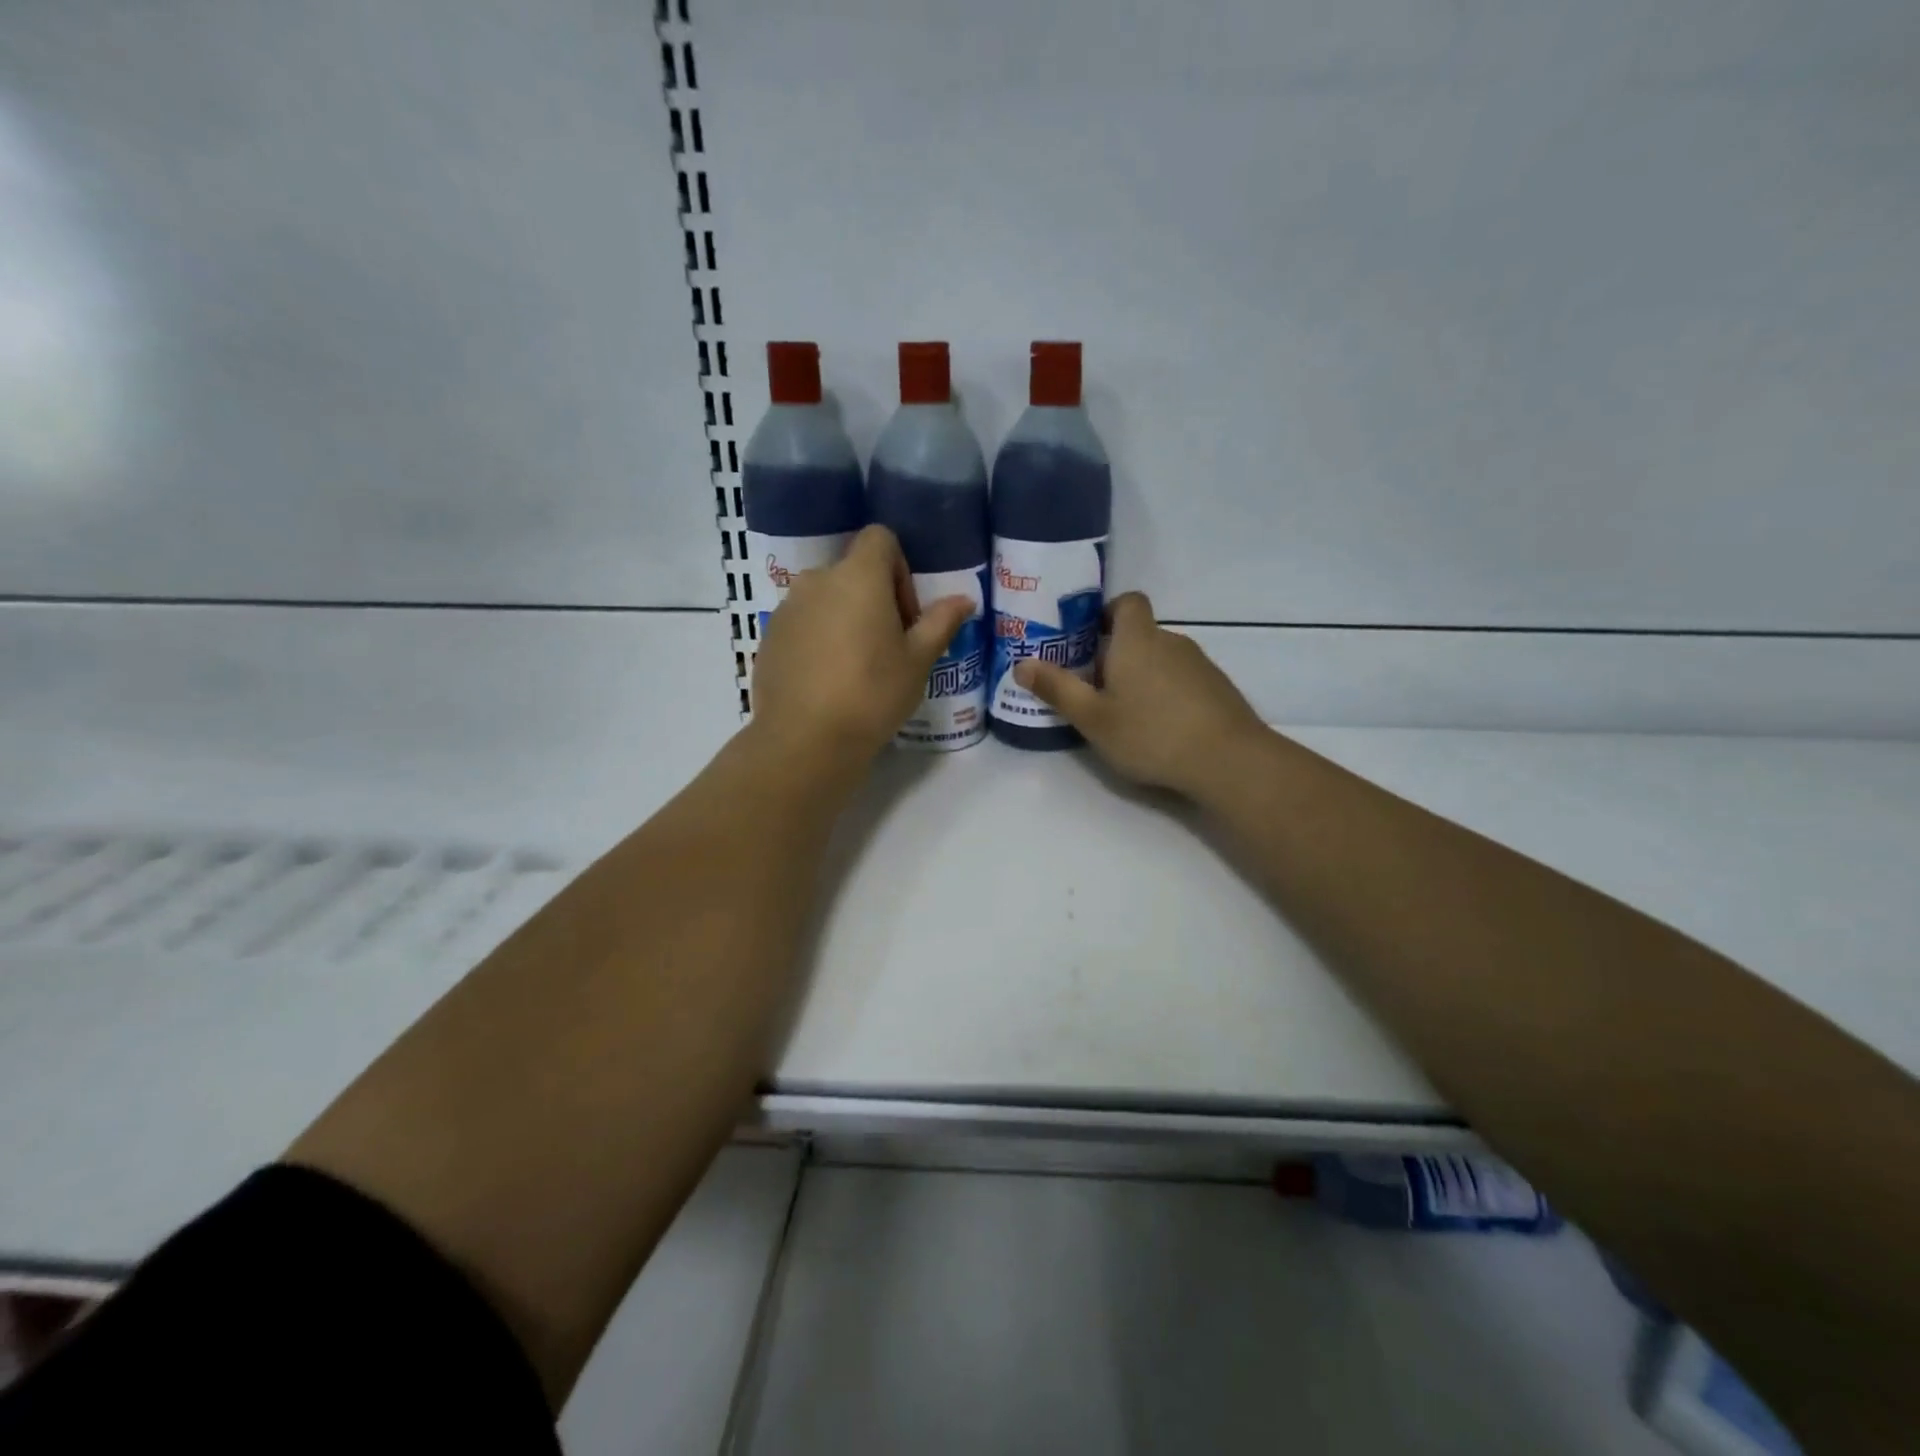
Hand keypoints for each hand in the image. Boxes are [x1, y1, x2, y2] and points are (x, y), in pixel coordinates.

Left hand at [751, 525, 973, 771]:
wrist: (805, 740)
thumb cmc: (872, 694)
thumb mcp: (918, 661)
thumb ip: (941, 622)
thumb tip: (965, 599)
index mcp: (857, 576)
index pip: (879, 538)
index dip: (899, 568)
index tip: (906, 614)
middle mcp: (817, 580)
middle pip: (852, 572)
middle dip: (874, 599)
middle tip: (888, 647)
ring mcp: (787, 608)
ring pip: (825, 599)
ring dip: (845, 619)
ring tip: (856, 668)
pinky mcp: (768, 637)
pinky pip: (802, 624)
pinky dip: (818, 639)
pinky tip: (828, 681)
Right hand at [1013, 592, 1265, 798]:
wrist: (1228, 760)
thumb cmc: (1150, 733)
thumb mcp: (1093, 717)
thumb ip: (1056, 689)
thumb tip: (1021, 664)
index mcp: (1137, 640)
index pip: (1127, 602)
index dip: (1107, 613)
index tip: (1087, 638)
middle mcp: (1170, 642)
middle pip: (1139, 635)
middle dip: (1114, 655)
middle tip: (1092, 689)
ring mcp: (1199, 665)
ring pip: (1160, 659)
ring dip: (1140, 676)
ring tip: (1123, 714)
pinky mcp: (1217, 689)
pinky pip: (1181, 680)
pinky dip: (1165, 694)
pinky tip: (1158, 729)